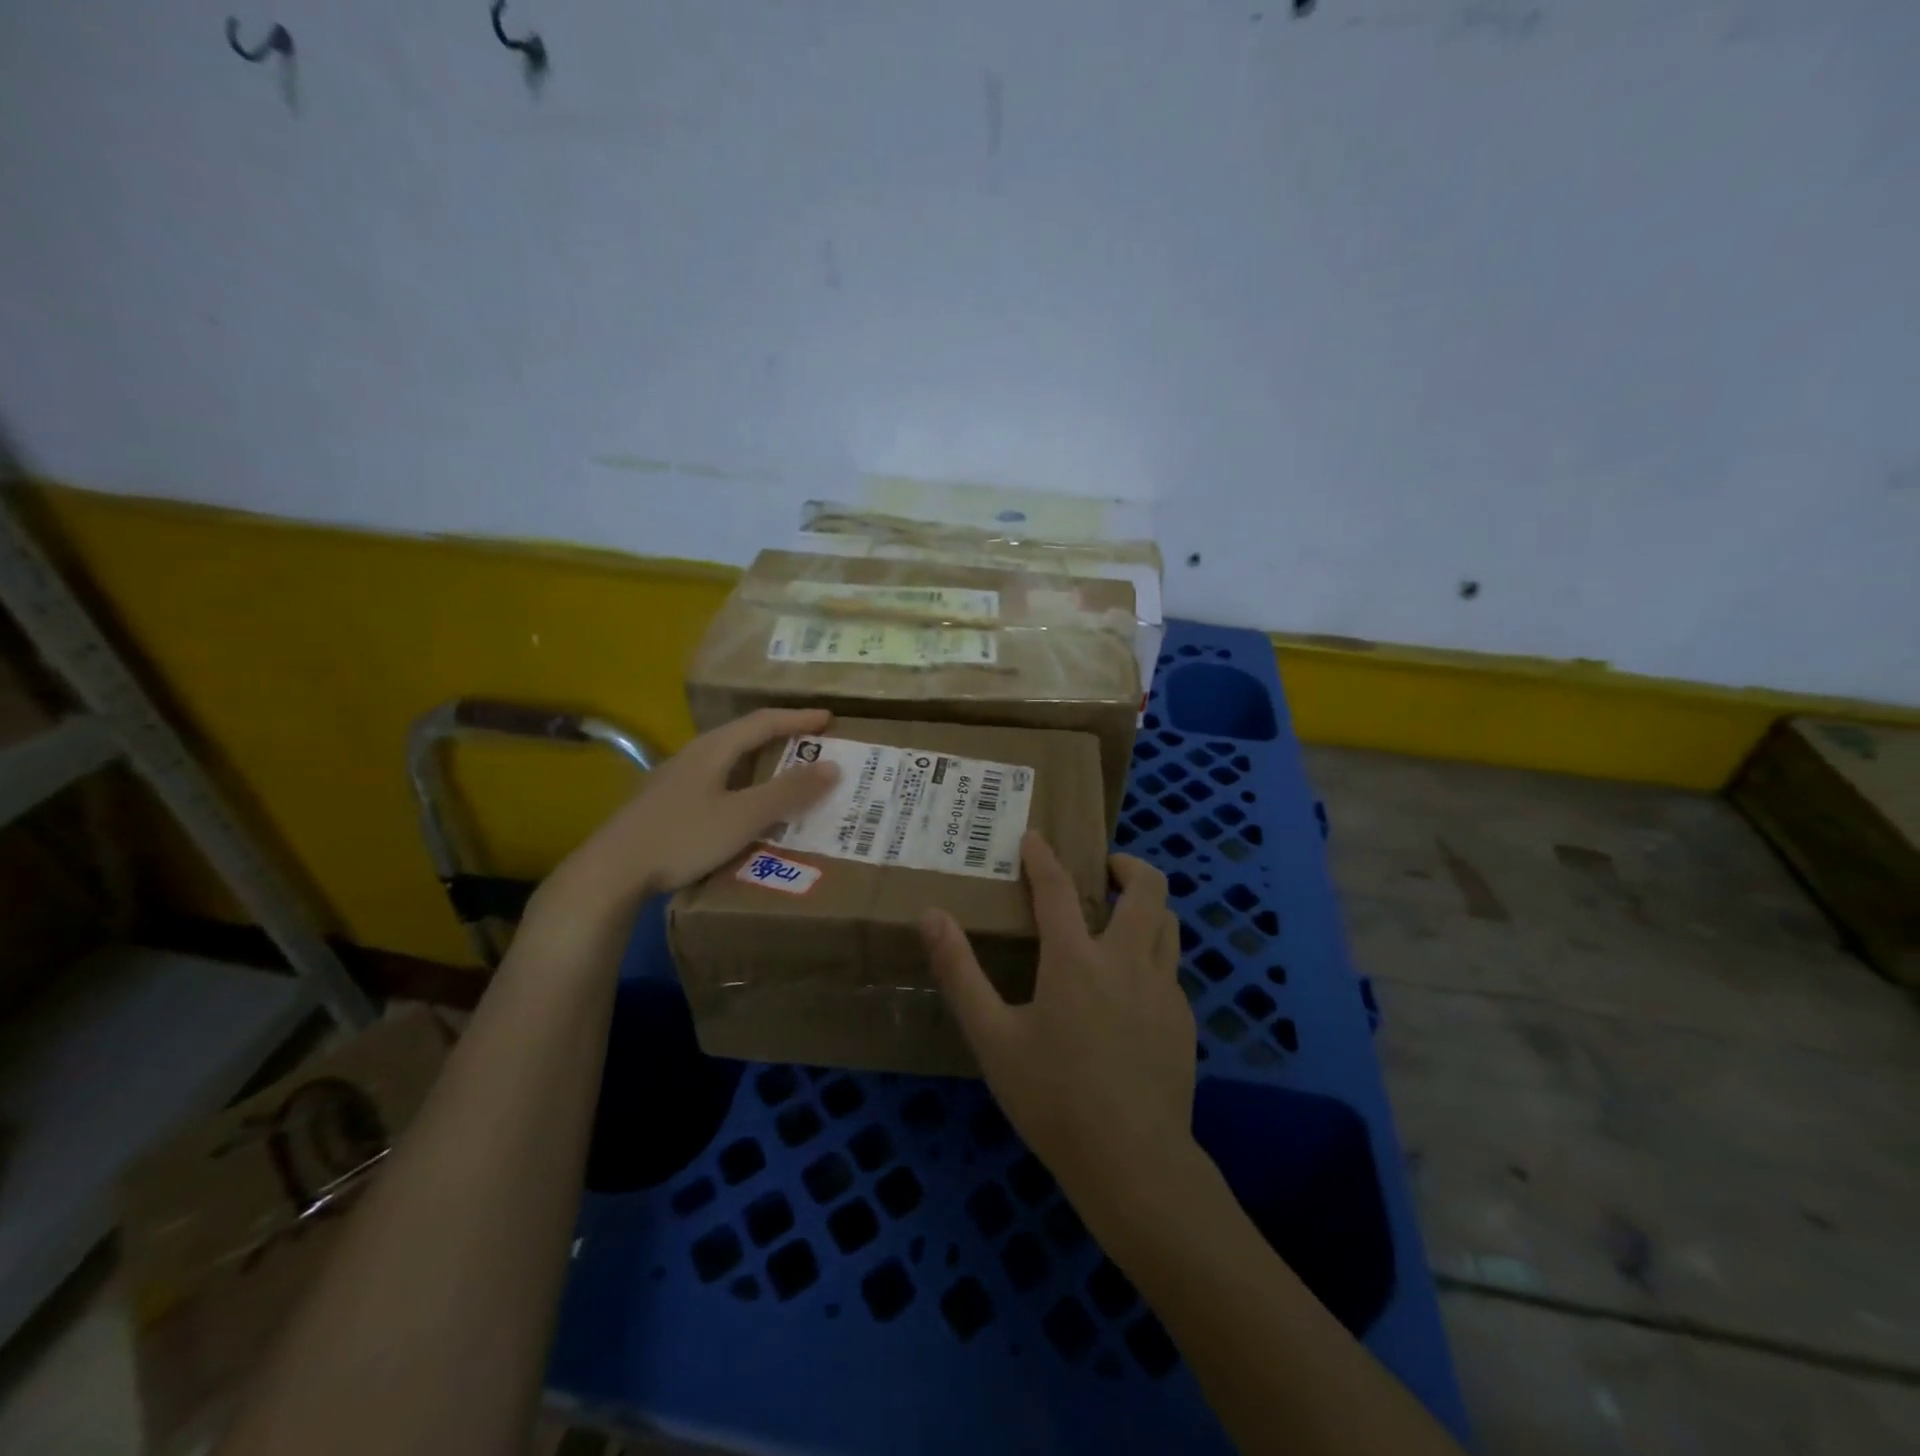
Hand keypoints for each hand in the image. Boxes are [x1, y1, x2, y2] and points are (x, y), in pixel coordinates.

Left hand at [538, 708, 840, 923]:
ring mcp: (675, 780)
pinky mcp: (665, 804)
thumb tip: (832, 766)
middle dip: (781, 738)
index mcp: (712, 749)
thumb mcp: (742, 816)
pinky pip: (716, 783)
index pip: (763, 722)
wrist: (610, 873)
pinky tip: (745, 808)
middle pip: (744, 737)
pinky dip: (742, 786)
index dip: (798, 719)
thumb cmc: (681, 837)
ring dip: (761, 764)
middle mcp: (693, 756)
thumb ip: (787, 793)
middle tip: (813, 746)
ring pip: (728, 761)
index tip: (829, 719)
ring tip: (787, 775)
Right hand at [921, 833, 1196, 1208]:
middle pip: (1147, 887)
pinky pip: (1170, 968)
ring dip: (1146, 906)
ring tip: (1119, 918)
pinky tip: (1130, 990)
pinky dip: (1151, 955)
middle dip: (1127, 865)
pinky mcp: (1183, 1020)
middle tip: (1103, 871)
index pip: (1058, 888)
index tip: (1034, 837)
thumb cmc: (1054, 1099)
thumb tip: (931, 916)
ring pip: (1168, 923)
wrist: (1135, 1165)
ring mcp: (1164, 989)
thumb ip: (960, 972)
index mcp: (1076, 960)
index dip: (1043, 857)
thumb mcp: (993, 1038)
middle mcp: (1127, 960)